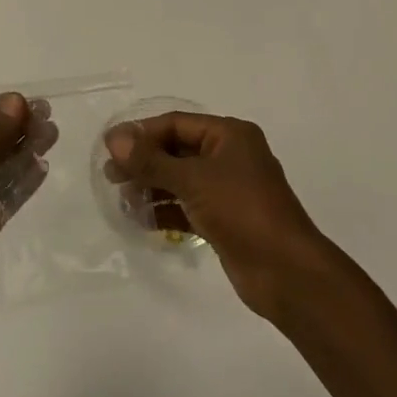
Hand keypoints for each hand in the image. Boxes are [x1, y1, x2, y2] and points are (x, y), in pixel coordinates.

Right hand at [105, 112, 332, 319]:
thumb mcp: (193, 180)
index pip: (176, 124)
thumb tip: (114, 138)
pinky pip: (188, 205)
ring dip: (152, 187)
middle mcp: (230, 156)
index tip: (109, 147)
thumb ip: (151, 160)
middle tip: (110, 177)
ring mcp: (228, 189)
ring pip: (181, 179)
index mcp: (229, 135)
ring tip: (123, 201)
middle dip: (144, 162)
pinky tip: (141, 221)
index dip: (142, 133)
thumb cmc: (242, 211)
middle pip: (177, 150)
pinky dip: (166, 210)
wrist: (287, 272)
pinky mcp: (225, 219)